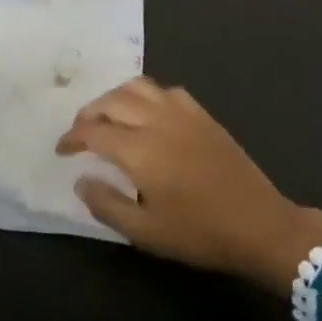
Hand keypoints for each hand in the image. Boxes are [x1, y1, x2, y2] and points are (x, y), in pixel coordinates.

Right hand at [57, 78, 321, 294]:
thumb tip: (81, 179)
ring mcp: (182, 113)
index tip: (62, 151)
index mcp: (138, 149)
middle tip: (79, 133)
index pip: (92, 131)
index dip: (71, 138)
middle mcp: (156, 121)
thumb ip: (106, 204)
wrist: (260, 226)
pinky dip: (145, 95)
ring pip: (137, 87)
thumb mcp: (145, 232)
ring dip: (114, 97)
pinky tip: (146, 113)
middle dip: (88, 114)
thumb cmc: (199, 233)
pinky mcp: (202, 115)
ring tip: (107, 116)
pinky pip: (165, 90)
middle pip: (110, 102)